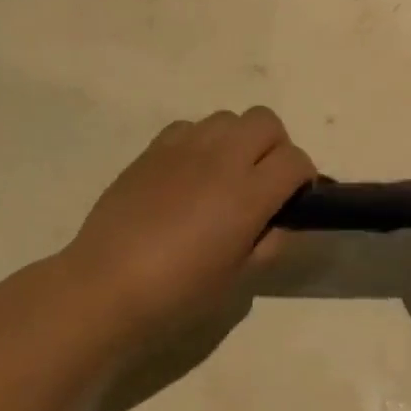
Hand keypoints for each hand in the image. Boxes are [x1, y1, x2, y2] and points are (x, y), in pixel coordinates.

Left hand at [65, 109, 314, 339]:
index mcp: (247, 194)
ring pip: (228, 118)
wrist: (107, 286)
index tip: (295, 198)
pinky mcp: (152, 149)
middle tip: (264, 181)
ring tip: (225, 175)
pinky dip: (201, 142)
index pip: (294, 160)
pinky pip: (190, 126)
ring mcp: (183, 148)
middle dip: (276, 147)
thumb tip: (279, 220)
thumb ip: (270, 243)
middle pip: (266, 122)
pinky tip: (189, 174)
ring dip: (238, 140)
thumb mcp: (239, 280)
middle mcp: (220, 159)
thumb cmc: (178, 292)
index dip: (303, 177)